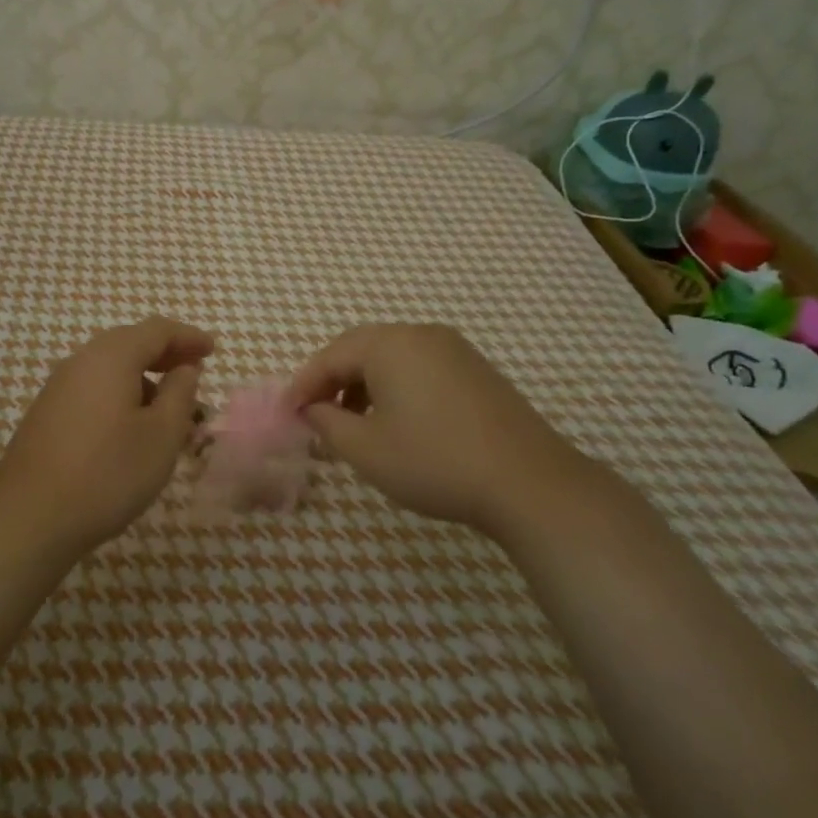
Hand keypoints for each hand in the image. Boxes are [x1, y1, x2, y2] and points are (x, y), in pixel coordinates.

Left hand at [0, 317, 213, 557]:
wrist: (30, 518)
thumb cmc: (107, 473)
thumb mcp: (161, 436)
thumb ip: (179, 394)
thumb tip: (184, 368)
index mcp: (110, 357)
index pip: (156, 330)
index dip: (188, 337)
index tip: (212, 350)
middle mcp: (80, 362)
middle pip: (129, 343)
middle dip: (165, 354)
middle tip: (193, 372)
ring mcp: (58, 388)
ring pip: (109, 369)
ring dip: (142, 379)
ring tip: (168, 409)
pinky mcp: (46, 414)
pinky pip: (92, 389)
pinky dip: (120, 395)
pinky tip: (130, 427)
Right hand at [287, 323, 596, 542]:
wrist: (530, 483)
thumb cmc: (435, 462)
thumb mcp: (367, 450)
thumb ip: (328, 424)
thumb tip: (313, 410)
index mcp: (390, 345)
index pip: (331, 356)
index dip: (303, 384)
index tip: (286, 412)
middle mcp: (421, 335)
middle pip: (361, 348)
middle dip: (332, 379)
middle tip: (314, 412)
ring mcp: (454, 349)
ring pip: (391, 357)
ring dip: (363, 383)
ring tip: (352, 421)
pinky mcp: (476, 370)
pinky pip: (419, 366)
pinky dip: (394, 386)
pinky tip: (395, 420)